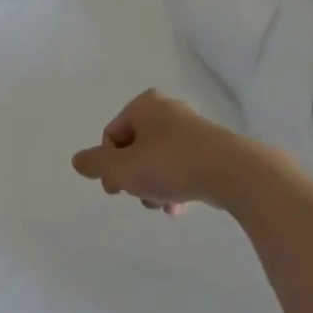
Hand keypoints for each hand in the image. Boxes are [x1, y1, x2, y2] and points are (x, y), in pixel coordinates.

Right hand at [71, 89, 248, 212]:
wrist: (234, 173)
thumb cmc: (170, 164)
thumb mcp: (122, 168)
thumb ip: (95, 164)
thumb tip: (78, 160)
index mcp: (144, 106)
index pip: (111, 135)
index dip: (107, 164)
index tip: (114, 188)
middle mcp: (168, 111)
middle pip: (135, 149)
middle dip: (133, 176)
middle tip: (138, 196)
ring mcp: (193, 130)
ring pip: (158, 161)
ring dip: (153, 185)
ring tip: (161, 205)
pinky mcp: (213, 149)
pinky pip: (182, 168)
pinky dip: (175, 186)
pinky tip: (178, 206)